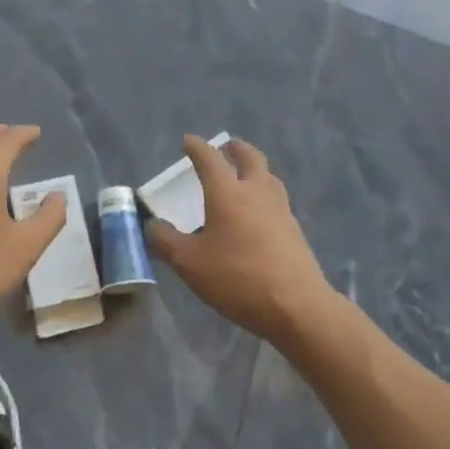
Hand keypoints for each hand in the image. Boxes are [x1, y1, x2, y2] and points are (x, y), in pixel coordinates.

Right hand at [146, 136, 335, 348]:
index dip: (197, 147)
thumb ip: (165, 242)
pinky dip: (264, 195)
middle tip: (226, 147)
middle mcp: (256, 192)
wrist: (297, 307)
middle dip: (236, 148)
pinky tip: (258, 214)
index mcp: (227, 192)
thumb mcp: (189, 264)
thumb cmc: (238, 278)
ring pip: (268, 177)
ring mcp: (280, 210)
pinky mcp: (294, 231)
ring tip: (244, 177)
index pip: (210, 158)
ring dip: (255, 169)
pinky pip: (277, 200)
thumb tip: (152, 226)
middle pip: (250, 157)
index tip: (188, 141)